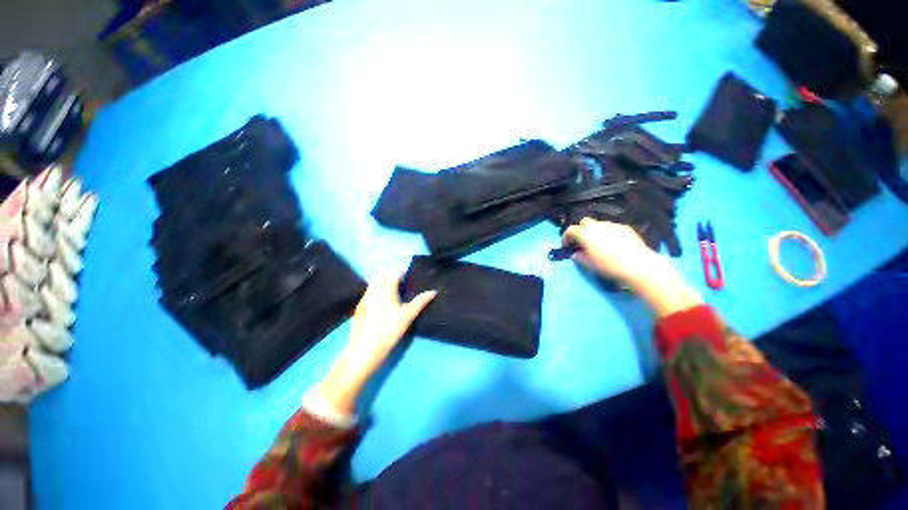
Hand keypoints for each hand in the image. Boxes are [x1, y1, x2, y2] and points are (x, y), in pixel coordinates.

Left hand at [346, 273, 436, 375]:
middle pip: (382, 276)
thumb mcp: (408, 316)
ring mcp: (364, 298)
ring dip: (382, 282)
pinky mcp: (359, 308)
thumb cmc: (389, 330)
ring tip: (391, 291)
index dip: (402, 273)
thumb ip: (420, 302)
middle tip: (401, 283)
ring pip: (373, 284)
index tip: (408, 277)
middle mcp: (374, 290)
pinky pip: (367, 293)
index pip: (394, 274)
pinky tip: (379, 302)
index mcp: (387, 289)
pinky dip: (374, 291)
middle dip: (391, 276)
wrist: (364, 349)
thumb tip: (433, 291)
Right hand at [562, 218, 656, 283]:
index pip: (570, 230)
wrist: (637, 265)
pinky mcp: (625, 228)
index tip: (566, 246)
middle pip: (584, 222)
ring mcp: (612, 225)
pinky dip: (608, 233)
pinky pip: (611, 228)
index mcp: (585, 233)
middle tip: (582, 242)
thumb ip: (579, 257)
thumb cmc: (608, 265)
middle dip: (580, 230)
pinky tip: (613, 244)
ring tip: (598, 244)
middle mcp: (597, 225)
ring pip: (598, 224)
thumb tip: (576, 253)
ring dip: (595, 232)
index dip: (566, 238)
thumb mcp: (589, 264)